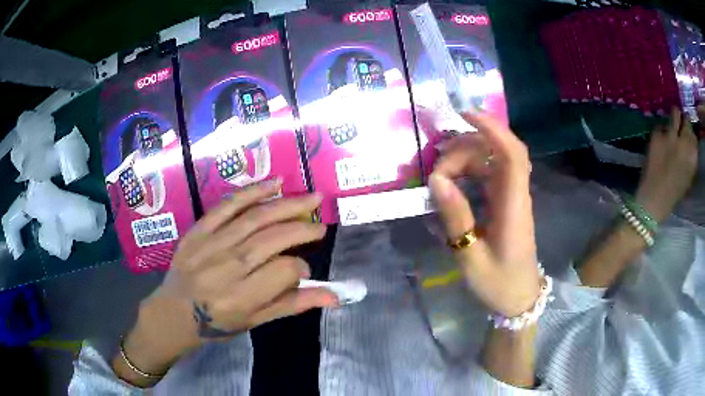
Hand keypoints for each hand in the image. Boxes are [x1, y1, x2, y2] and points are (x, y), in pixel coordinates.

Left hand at [115, 180, 336, 384]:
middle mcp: (229, 267)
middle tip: (321, 225)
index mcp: (243, 296)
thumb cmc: (218, 322)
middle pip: (273, 238)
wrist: (175, 311)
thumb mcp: (256, 321)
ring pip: (255, 218)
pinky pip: (228, 205)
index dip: (301, 267)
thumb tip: (334, 297)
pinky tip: (275, 183)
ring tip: (311, 197)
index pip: (284, 271)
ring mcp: (212, 244)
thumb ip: (293, 304)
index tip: (304, 269)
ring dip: (287, 204)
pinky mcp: (200, 229)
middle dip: (303, 229)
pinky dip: (253, 191)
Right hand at [429, 113, 539, 317]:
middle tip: (437, 171)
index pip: (512, 155)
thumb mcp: (471, 258)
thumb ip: (457, 219)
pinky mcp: (506, 202)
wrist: (519, 298)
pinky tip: (453, 181)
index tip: (465, 114)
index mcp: (514, 207)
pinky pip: (489, 174)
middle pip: (498, 152)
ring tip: (441, 176)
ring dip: (466, 158)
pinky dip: (470, 170)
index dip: (493, 129)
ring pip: (492, 160)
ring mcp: (512, 197)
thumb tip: (437, 180)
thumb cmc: (498, 284)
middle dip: (466, 148)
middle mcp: (516, 194)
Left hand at [636, 107, 697, 221]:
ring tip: (672, 127)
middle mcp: (684, 141)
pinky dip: (661, 132)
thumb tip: (691, 144)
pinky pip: (661, 125)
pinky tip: (659, 142)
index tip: (688, 135)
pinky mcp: (657, 133)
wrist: (654, 199)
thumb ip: (690, 159)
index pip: (694, 135)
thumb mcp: (688, 178)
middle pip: (686, 120)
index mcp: (693, 156)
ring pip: (675, 112)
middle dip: (684, 121)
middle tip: (681, 126)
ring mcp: (671, 135)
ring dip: (674, 118)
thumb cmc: (673, 194)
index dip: (690, 134)